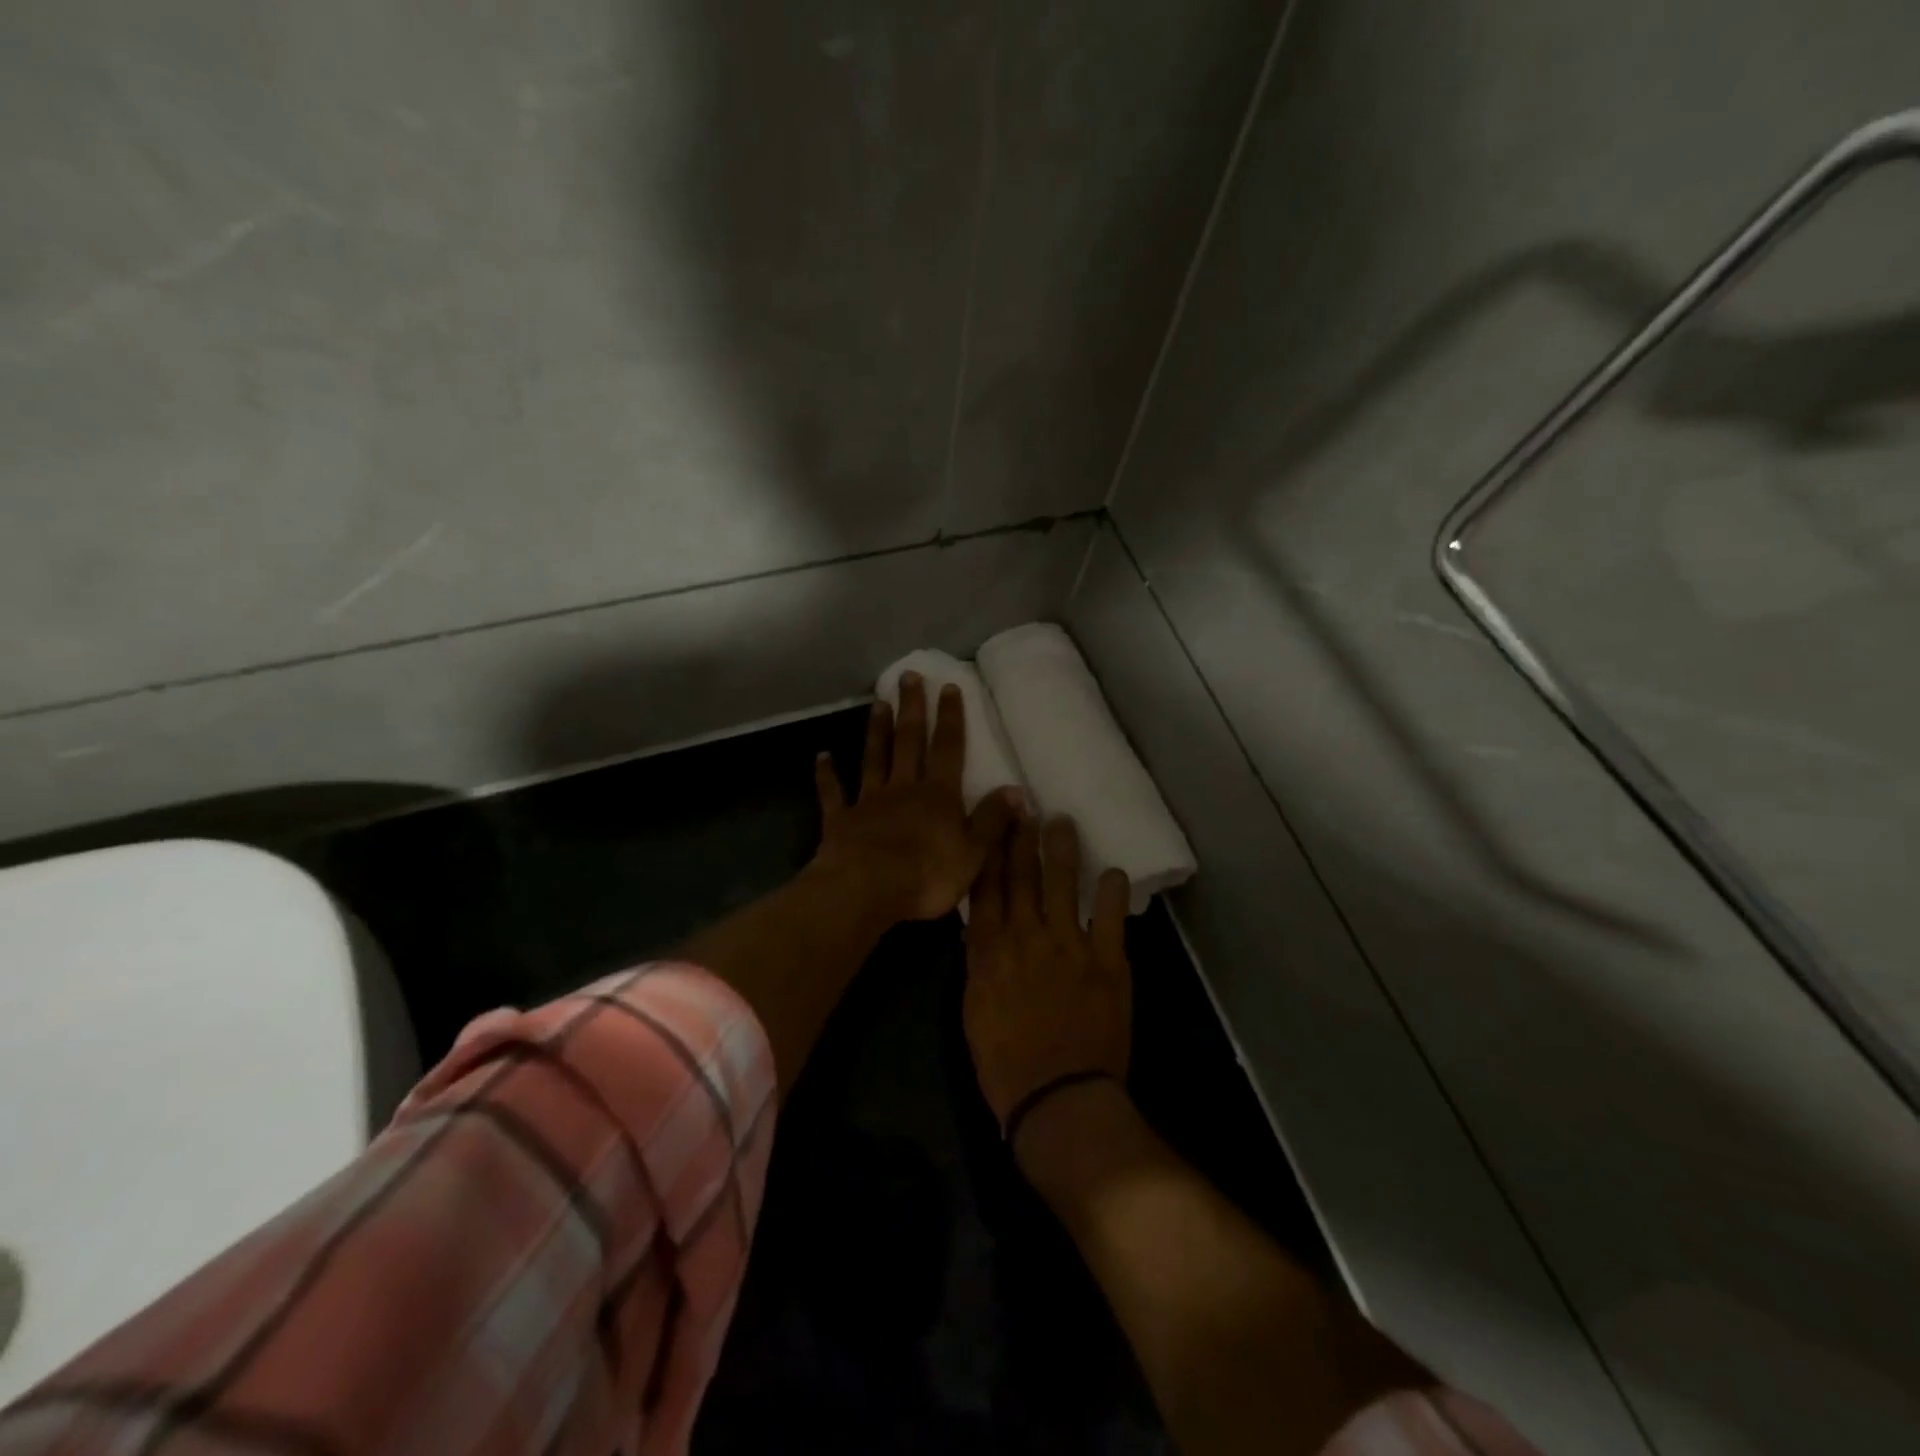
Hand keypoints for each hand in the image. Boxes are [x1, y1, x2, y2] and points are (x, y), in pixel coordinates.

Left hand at [813, 672, 1019, 925]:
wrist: (866, 891)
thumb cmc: (926, 875)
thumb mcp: (974, 853)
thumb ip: (992, 820)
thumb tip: (1017, 790)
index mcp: (938, 795)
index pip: (948, 749)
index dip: (951, 718)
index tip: (948, 687)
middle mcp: (903, 788)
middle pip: (908, 741)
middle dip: (912, 708)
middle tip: (909, 676)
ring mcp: (869, 801)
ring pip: (874, 758)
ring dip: (877, 730)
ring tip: (878, 703)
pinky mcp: (841, 820)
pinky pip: (833, 793)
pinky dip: (826, 774)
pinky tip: (822, 756)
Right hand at [963, 814, 1131, 1129]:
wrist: (1058, 1098)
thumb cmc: (1005, 1063)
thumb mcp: (974, 1009)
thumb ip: (980, 962)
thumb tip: (984, 930)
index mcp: (989, 949)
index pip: (987, 886)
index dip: (990, 849)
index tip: (993, 820)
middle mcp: (1027, 936)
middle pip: (1022, 876)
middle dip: (1022, 837)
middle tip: (1026, 805)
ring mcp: (1070, 946)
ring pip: (1064, 885)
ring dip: (1063, 851)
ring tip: (1064, 823)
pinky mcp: (1108, 963)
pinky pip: (1111, 918)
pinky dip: (1113, 894)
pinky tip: (1114, 873)